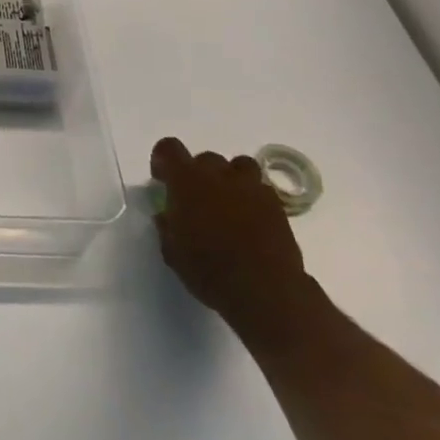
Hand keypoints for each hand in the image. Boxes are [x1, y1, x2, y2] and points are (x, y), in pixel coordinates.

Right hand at [150, 138, 309, 340]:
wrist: (265, 291)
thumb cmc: (209, 270)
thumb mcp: (172, 252)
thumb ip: (167, 226)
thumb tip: (167, 216)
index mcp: (187, 181)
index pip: (169, 148)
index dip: (163, 160)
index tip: (162, 180)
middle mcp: (219, 175)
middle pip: (205, 158)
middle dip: (198, 174)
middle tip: (196, 200)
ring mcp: (251, 188)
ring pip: (239, 166)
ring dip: (230, 178)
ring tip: (227, 203)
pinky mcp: (277, 205)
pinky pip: (261, 189)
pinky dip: (252, 197)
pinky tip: (250, 220)